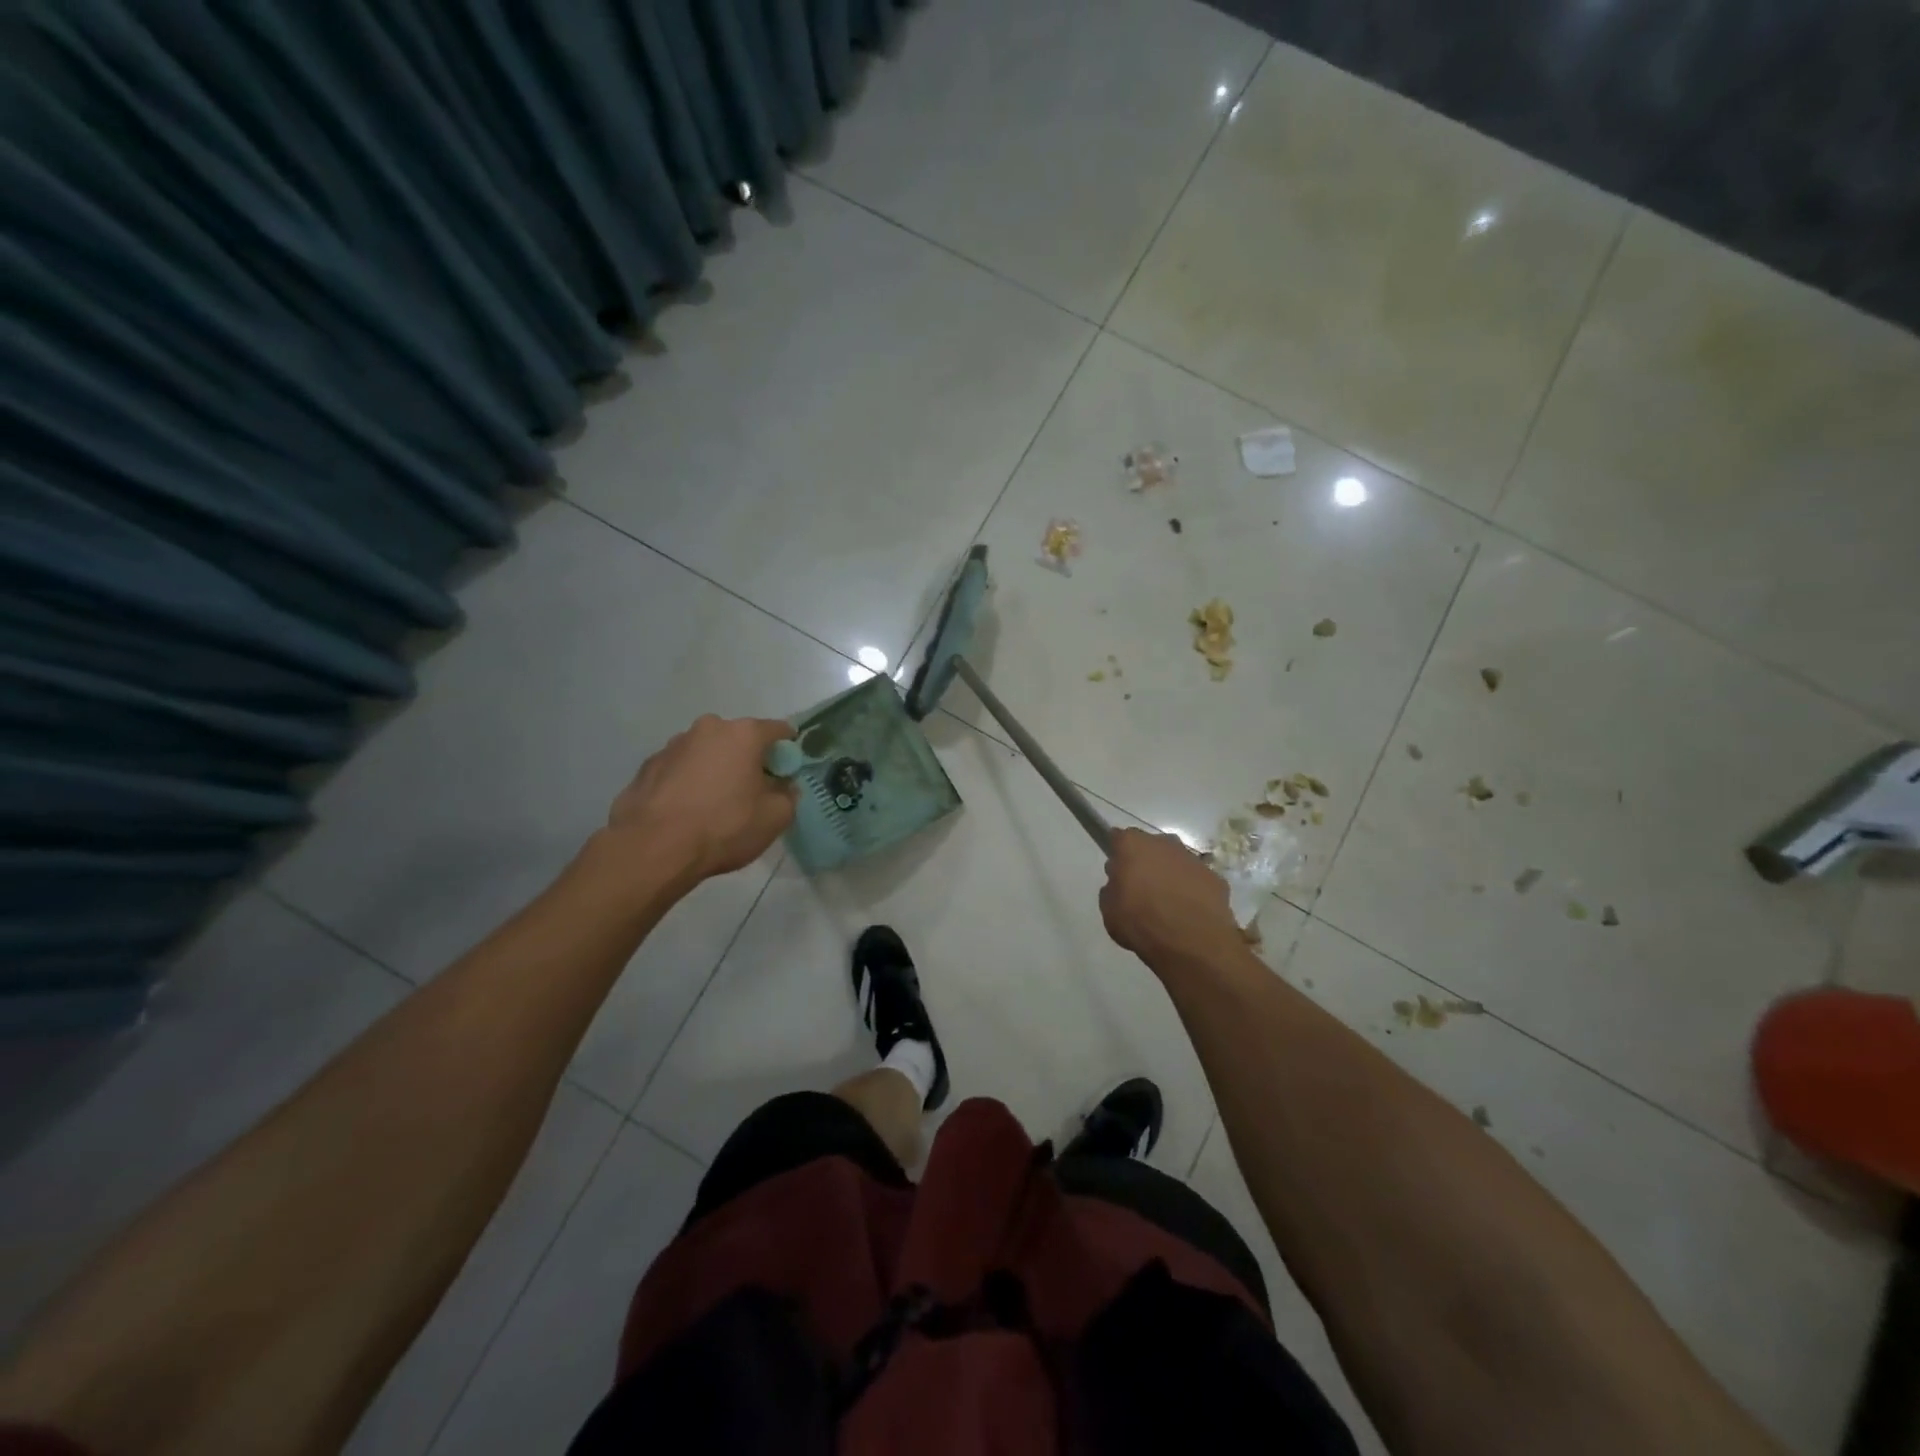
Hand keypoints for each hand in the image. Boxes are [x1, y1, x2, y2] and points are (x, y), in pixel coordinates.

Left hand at [606, 715, 796, 881]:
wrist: (653, 848)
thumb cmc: (724, 827)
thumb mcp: (776, 818)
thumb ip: (788, 795)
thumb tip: (784, 786)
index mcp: (744, 734)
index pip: (778, 730)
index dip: (787, 750)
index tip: (787, 772)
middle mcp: (708, 728)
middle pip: (739, 739)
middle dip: (748, 759)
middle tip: (751, 791)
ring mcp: (673, 745)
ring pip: (706, 752)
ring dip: (715, 769)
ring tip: (713, 804)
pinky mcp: (648, 766)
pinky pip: (679, 769)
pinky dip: (687, 782)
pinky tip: (686, 811)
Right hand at [1099, 827, 1244, 969]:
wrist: (1192, 942)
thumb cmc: (1141, 922)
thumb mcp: (1109, 910)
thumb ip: (1112, 889)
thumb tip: (1120, 884)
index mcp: (1132, 845)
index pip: (1119, 838)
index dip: (1117, 853)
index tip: (1117, 871)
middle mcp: (1164, 843)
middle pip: (1150, 847)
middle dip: (1146, 862)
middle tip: (1141, 889)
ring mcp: (1193, 859)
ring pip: (1176, 862)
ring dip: (1170, 875)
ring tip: (1167, 904)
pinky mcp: (1215, 877)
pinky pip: (1197, 880)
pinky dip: (1192, 891)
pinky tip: (1189, 913)